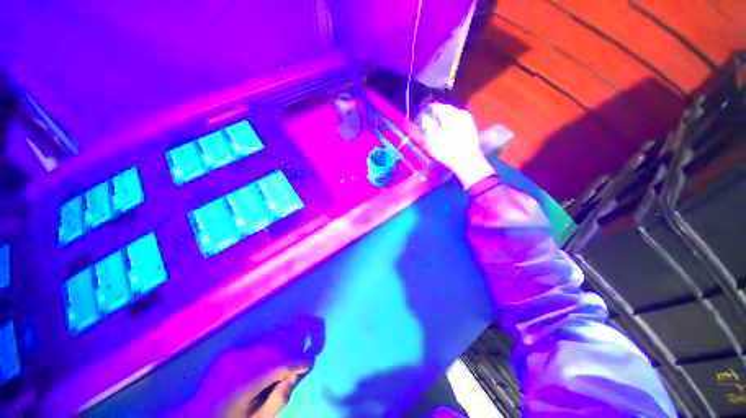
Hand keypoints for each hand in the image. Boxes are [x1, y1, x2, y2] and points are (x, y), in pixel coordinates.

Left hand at [181, 345, 308, 417]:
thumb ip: (279, 398)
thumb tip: (297, 374)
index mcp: (243, 384)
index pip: (279, 365)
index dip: (298, 362)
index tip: (309, 361)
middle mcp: (237, 364)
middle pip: (274, 350)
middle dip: (289, 353)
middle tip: (297, 362)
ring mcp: (230, 356)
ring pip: (265, 344)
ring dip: (279, 351)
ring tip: (283, 362)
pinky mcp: (227, 353)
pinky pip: (254, 346)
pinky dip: (265, 352)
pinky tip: (265, 363)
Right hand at [416, 103, 495, 188]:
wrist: (468, 161)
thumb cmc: (448, 151)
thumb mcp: (433, 139)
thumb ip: (428, 126)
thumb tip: (425, 118)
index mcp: (449, 114)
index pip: (436, 106)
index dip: (427, 111)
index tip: (421, 118)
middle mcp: (460, 113)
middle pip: (445, 109)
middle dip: (436, 114)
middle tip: (428, 123)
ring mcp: (467, 120)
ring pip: (452, 114)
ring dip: (444, 119)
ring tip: (437, 127)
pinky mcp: (471, 127)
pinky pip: (458, 121)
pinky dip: (451, 123)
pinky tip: (448, 132)